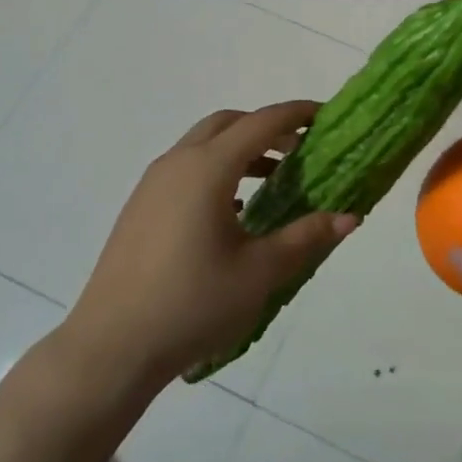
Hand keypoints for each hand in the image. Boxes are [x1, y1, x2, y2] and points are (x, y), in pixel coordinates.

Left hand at [60, 101, 358, 390]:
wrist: (111, 347)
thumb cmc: (193, 304)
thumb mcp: (260, 272)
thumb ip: (306, 237)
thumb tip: (351, 217)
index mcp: (209, 168)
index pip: (261, 122)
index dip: (296, 113)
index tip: (325, 115)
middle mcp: (178, 162)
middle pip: (229, 123)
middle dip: (266, 127)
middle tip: (300, 149)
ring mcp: (153, 184)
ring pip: (203, 144)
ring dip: (240, 149)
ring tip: (273, 180)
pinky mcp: (140, 207)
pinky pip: (185, 168)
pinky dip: (216, 170)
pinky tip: (232, 211)